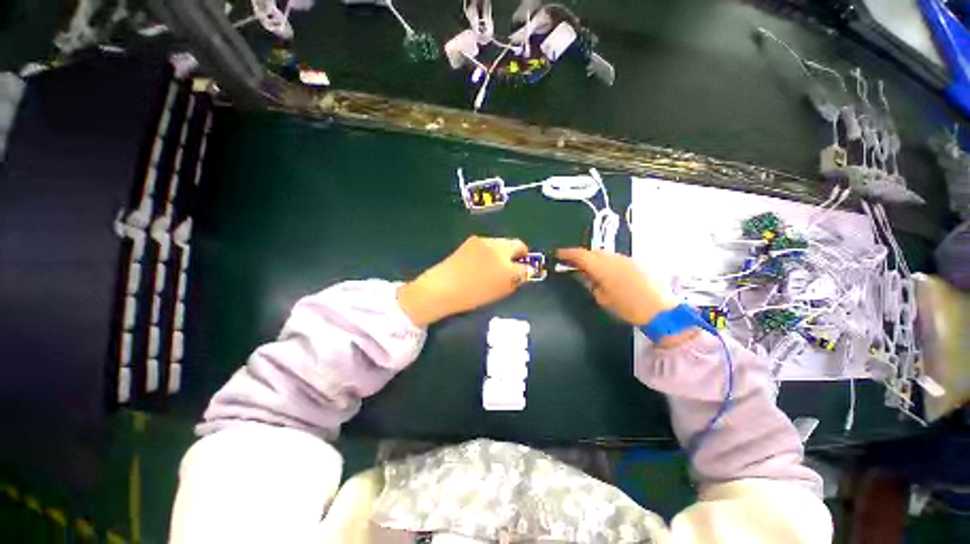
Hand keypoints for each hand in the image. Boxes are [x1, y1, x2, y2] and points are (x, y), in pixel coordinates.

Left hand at [398, 236, 531, 325]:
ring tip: (495, 264)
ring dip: (504, 251)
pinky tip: (481, 261)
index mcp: (507, 266)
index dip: (527, 268)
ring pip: (503, 242)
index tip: (525, 272)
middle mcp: (498, 248)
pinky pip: (489, 243)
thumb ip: (515, 281)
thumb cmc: (472, 295)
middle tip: (514, 265)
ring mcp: (484, 241)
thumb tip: (523, 273)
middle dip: (519, 253)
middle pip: (517, 244)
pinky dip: (491, 250)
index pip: (526, 265)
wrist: (442, 287)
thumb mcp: (499, 292)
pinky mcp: (472, 240)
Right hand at [557, 247, 681, 326]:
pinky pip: (616, 258)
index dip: (568, 253)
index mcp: (603, 267)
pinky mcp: (637, 262)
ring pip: (605, 254)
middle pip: (593, 252)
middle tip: (572, 262)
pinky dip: (607, 262)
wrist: (660, 310)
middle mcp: (614, 258)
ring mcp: (627, 259)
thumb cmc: (627, 307)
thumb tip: (587, 277)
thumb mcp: (603, 298)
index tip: (558, 253)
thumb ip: (592, 284)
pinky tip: (607, 272)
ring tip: (589, 268)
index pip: (581, 255)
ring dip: (595, 258)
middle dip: (581, 255)